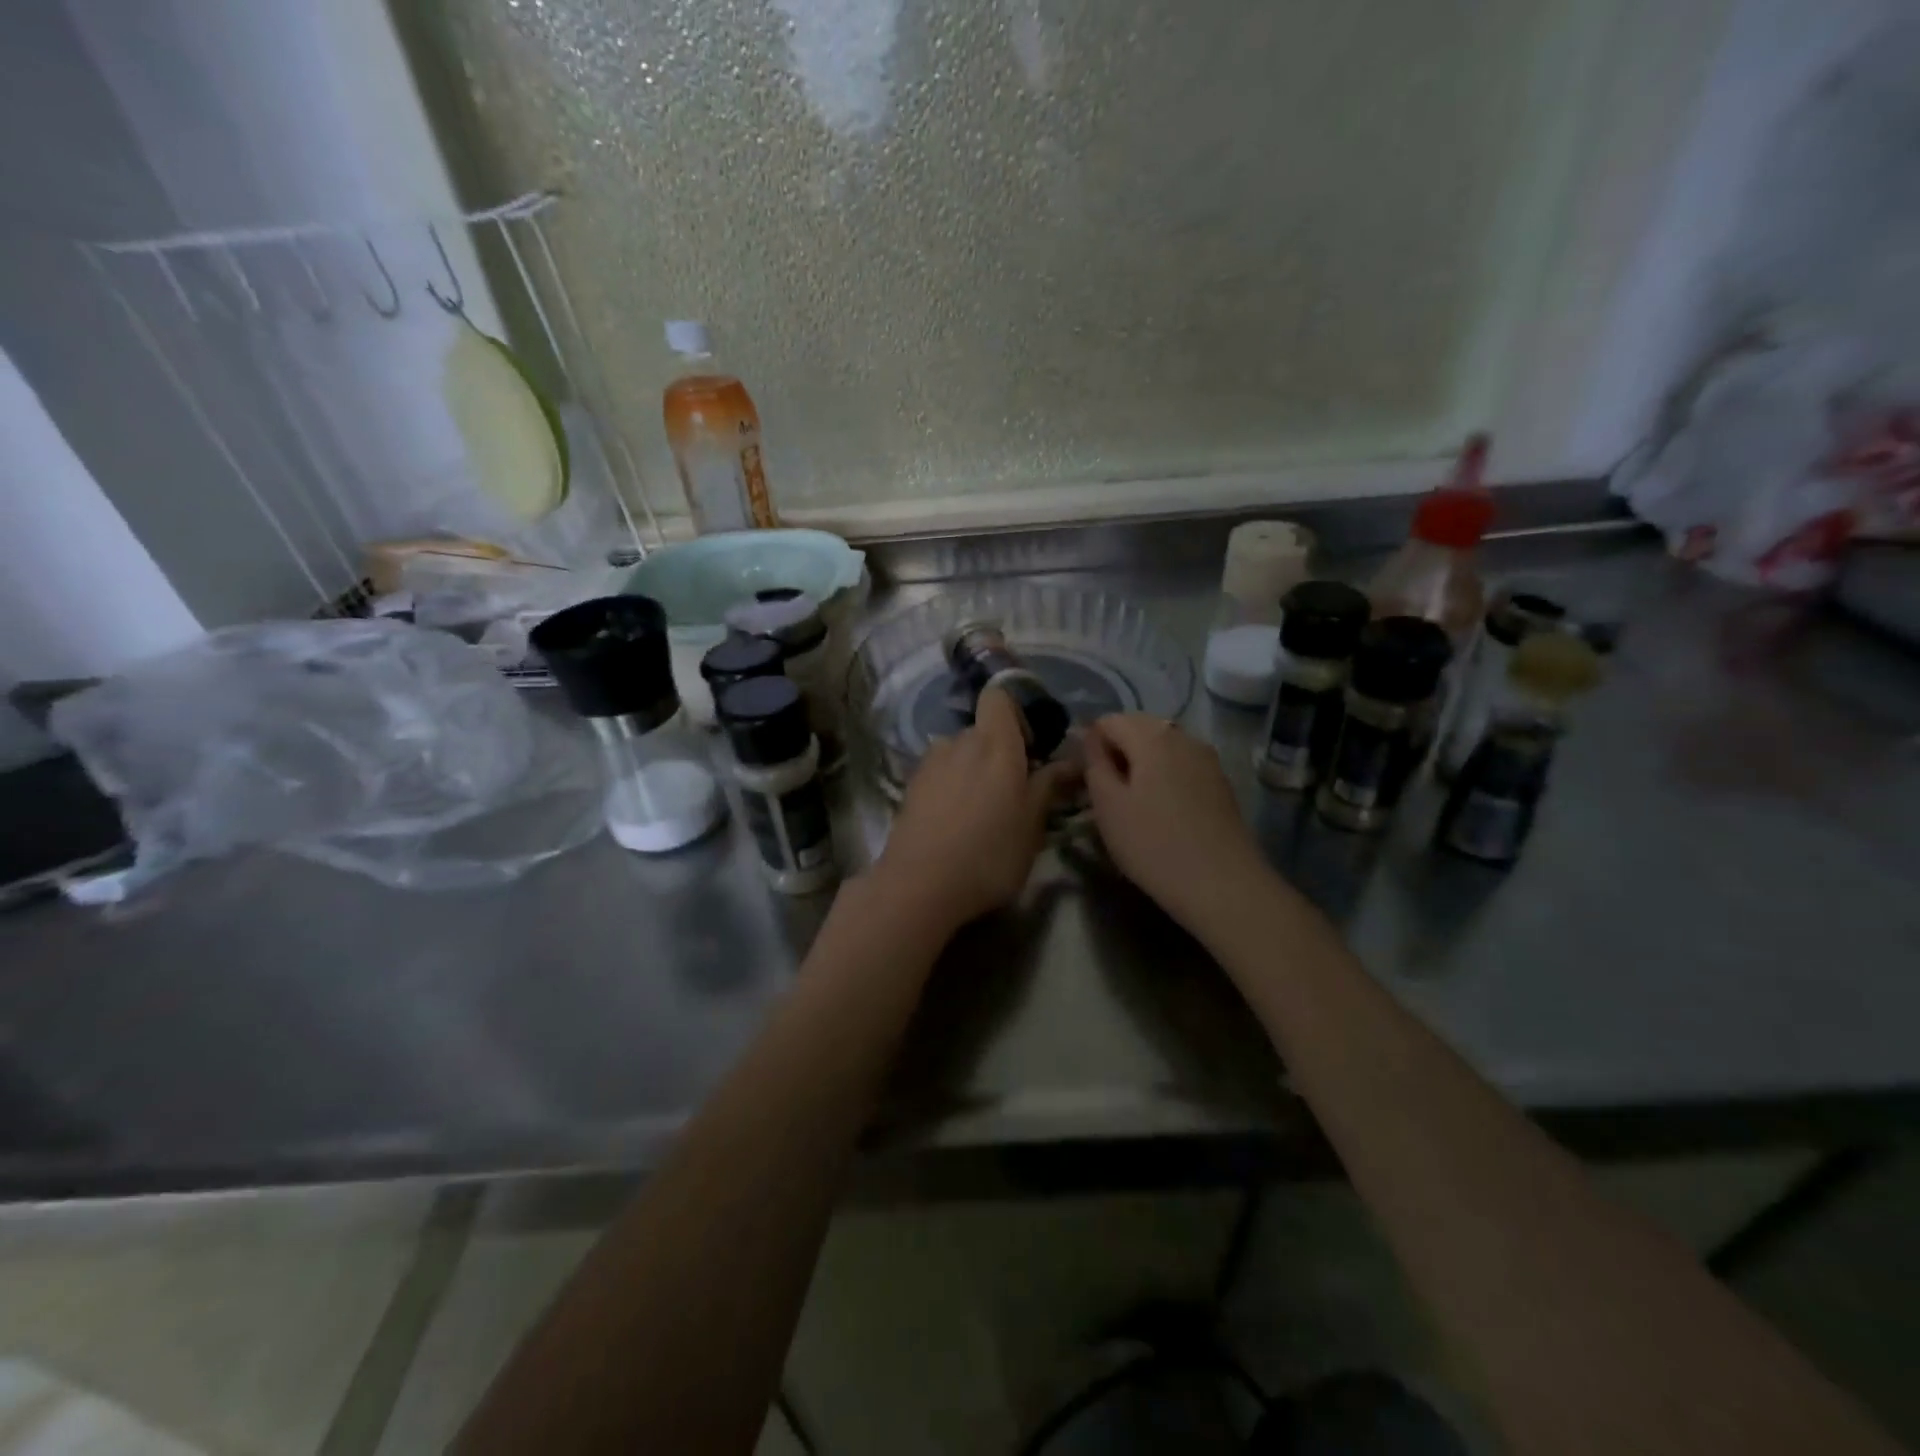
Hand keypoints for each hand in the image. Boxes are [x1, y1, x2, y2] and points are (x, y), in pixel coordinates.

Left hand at [872, 687, 1072, 933]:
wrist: (920, 885)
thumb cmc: (989, 853)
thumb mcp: (1032, 824)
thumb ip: (1049, 785)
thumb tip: (1072, 760)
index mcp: (994, 743)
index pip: (998, 696)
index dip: (1015, 713)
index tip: (1029, 748)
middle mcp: (959, 742)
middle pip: (981, 729)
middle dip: (997, 751)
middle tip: (1012, 791)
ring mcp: (929, 763)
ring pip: (958, 753)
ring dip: (971, 770)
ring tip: (980, 811)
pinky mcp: (910, 786)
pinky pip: (939, 773)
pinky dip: (950, 787)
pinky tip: (954, 823)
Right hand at [1084, 714, 1263, 925]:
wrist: (1222, 885)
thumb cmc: (1153, 844)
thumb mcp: (1107, 805)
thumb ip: (1094, 763)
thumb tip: (1090, 738)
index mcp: (1152, 735)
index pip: (1108, 721)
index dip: (1090, 745)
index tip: (1085, 781)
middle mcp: (1183, 736)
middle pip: (1138, 729)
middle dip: (1117, 752)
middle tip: (1105, 794)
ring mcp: (1207, 758)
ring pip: (1161, 748)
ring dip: (1141, 766)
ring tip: (1132, 805)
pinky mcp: (1220, 782)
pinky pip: (1181, 766)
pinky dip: (1164, 778)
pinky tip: (1161, 812)